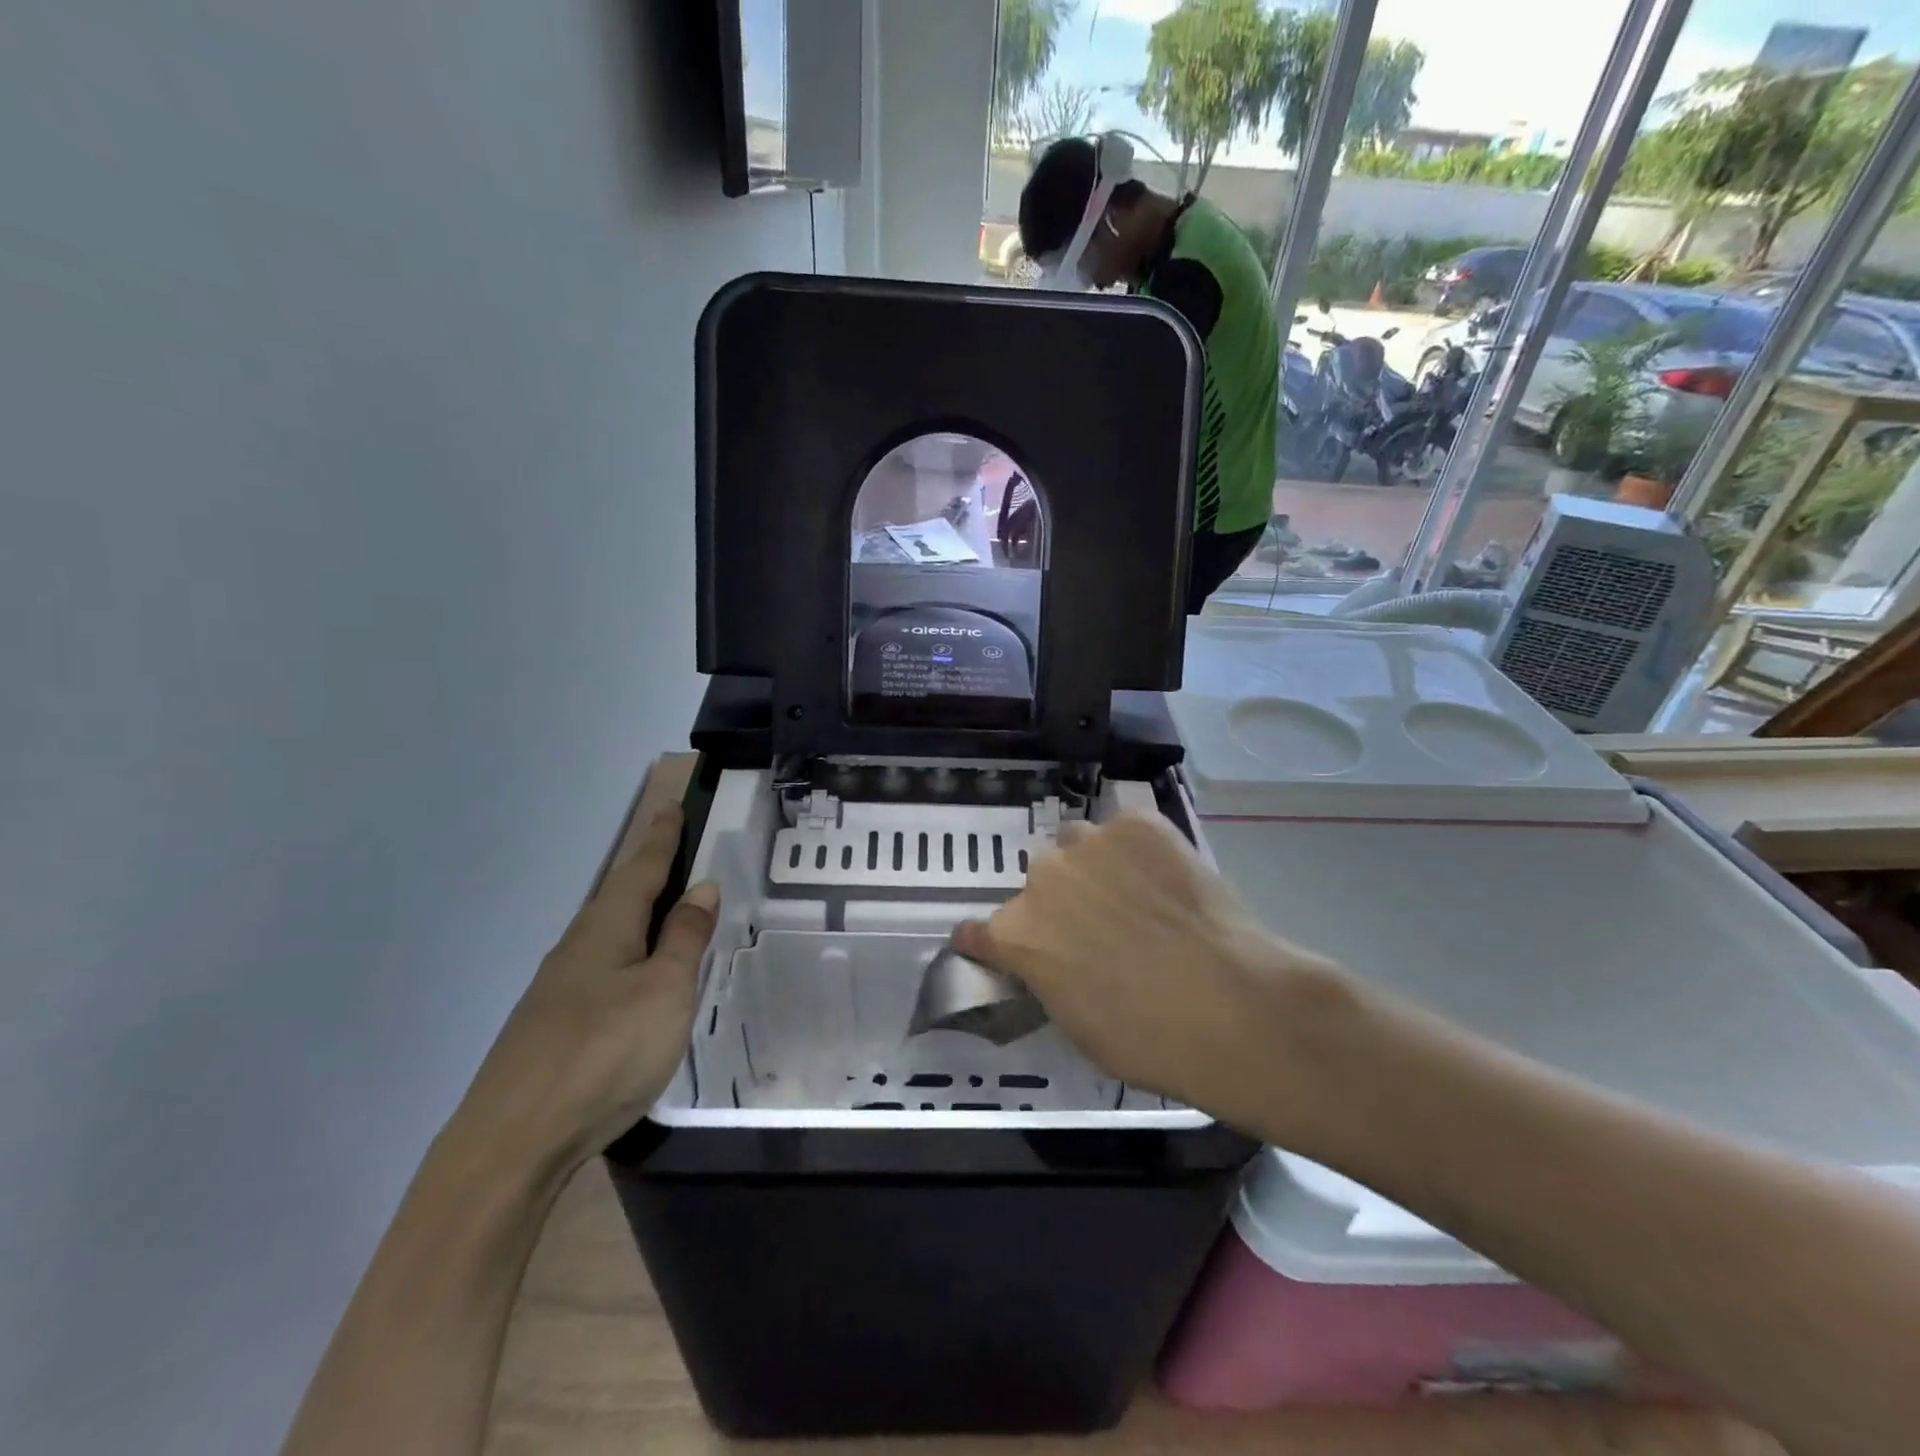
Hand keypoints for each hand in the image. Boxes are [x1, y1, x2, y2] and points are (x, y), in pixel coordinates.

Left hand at [453, 805, 717, 1177]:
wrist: (512, 1143)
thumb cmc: (604, 1053)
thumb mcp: (665, 991)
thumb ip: (684, 939)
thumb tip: (701, 887)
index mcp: (606, 929)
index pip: (641, 868)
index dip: (660, 838)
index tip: (671, 805)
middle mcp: (578, 948)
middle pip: (619, 896)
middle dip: (647, 871)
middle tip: (676, 852)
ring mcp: (559, 989)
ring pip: (608, 934)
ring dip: (638, 914)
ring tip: (667, 911)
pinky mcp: (553, 1026)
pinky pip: (601, 968)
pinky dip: (628, 954)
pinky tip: (636, 977)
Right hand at [953, 811, 1347, 1134]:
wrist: (1231, 1006)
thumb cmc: (1146, 1037)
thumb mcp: (1075, 1024)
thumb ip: (1047, 977)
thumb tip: (1053, 964)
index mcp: (1015, 932)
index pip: (977, 931)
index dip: (990, 942)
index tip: (1002, 948)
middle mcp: (1041, 877)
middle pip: (1038, 883)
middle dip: (1059, 903)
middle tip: (1098, 927)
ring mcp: (1090, 843)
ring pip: (1078, 845)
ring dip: (1093, 867)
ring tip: (1135, 894)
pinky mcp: (1138, 824)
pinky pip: (1126, 831)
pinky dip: (1138, 850)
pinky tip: (1167, 879)